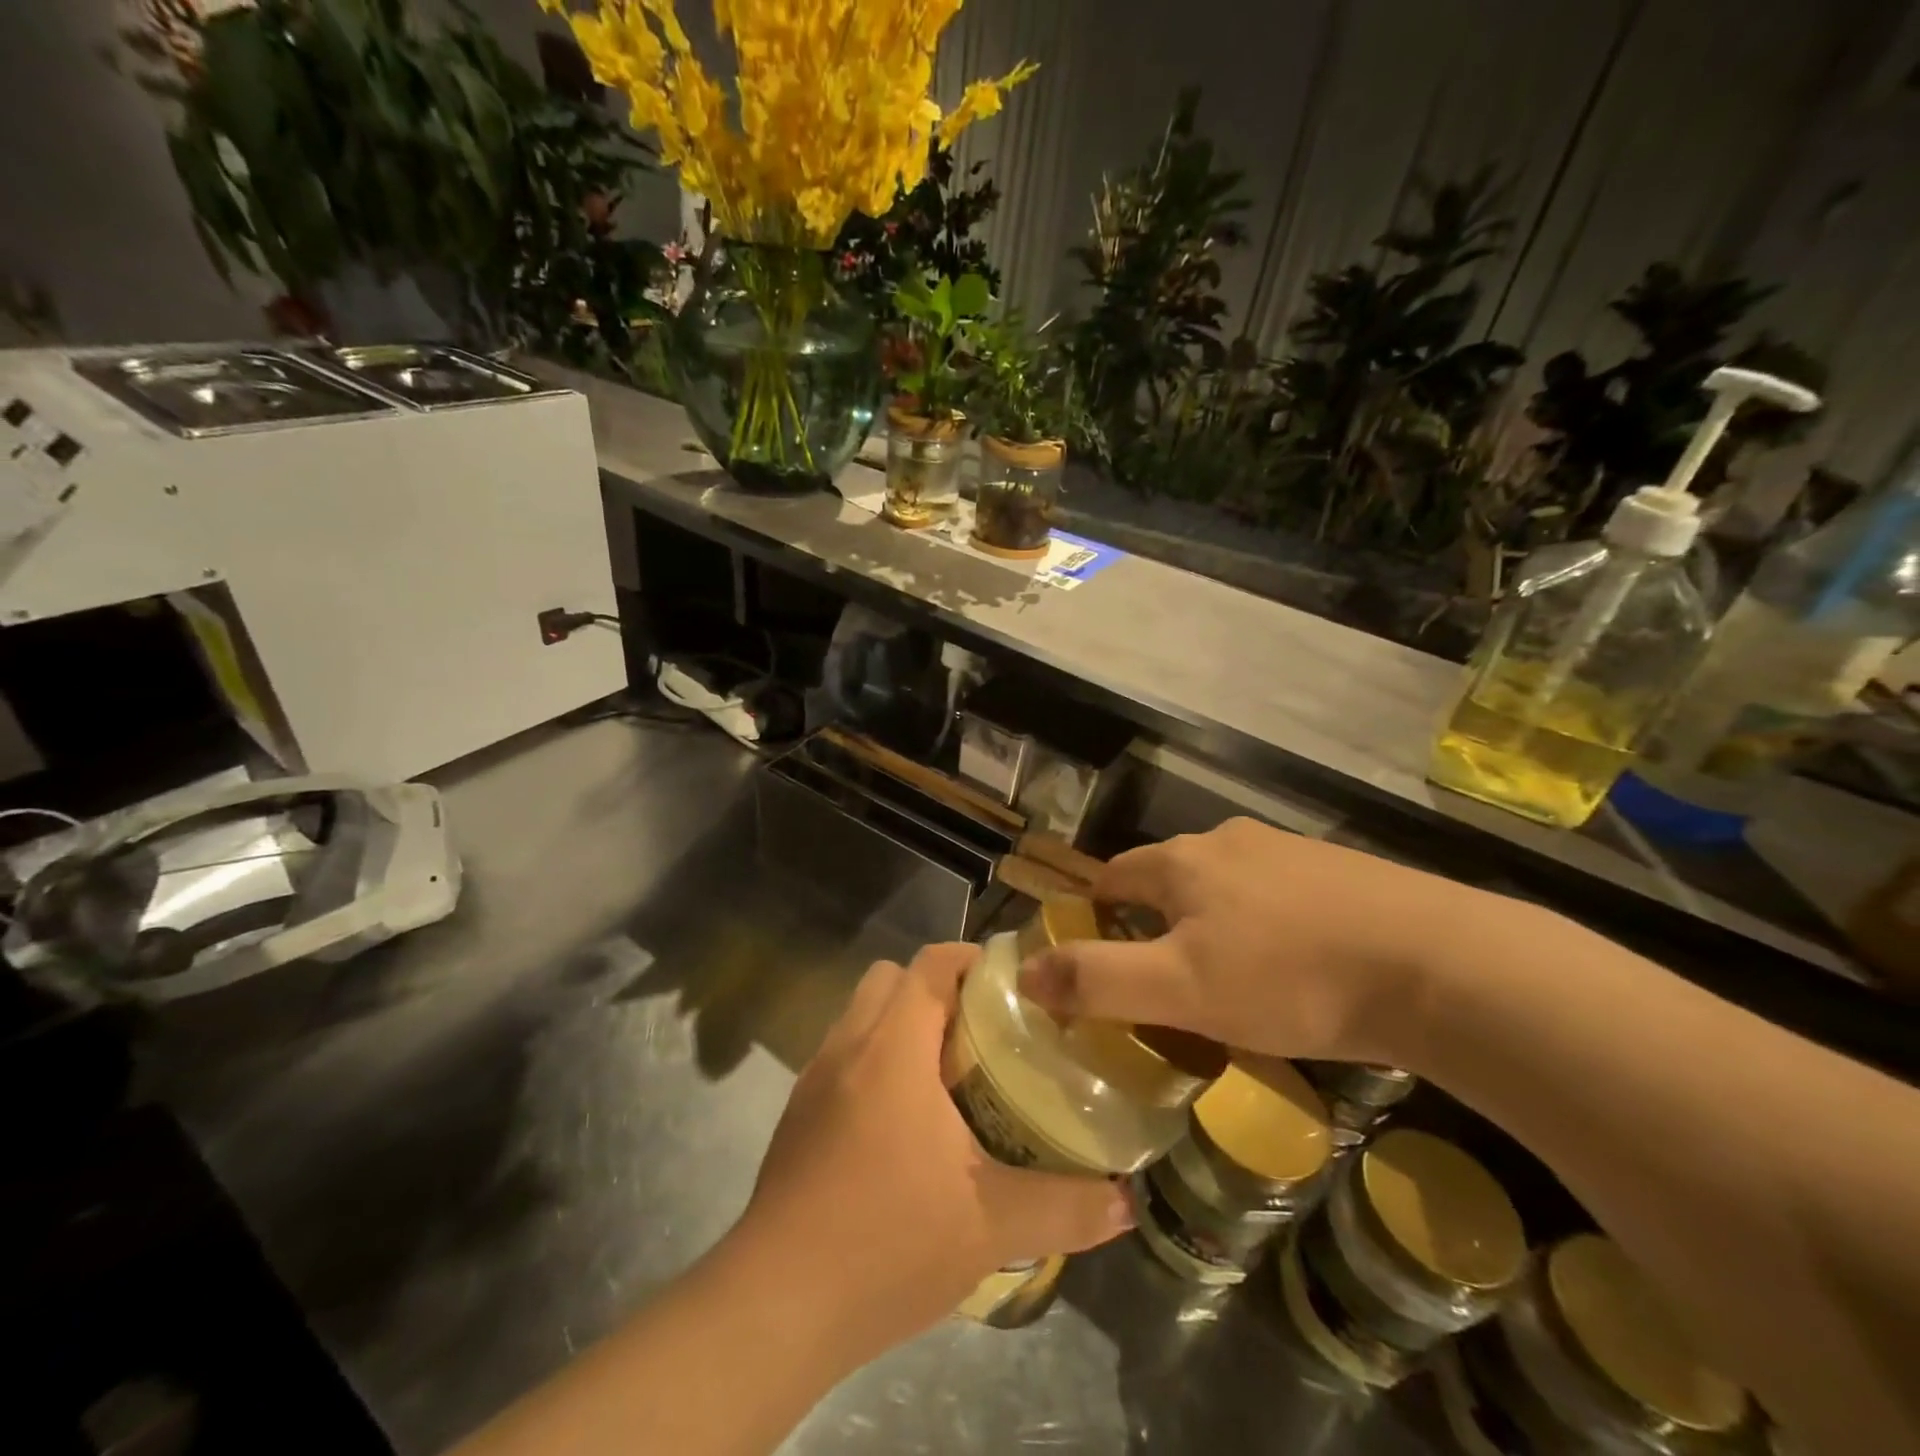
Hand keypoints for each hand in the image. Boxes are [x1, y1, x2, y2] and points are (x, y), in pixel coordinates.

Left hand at [737, 942, 1131, 1360]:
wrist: (776, 1306)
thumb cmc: (887, 1243)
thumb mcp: (991, 1227)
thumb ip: (1066, 1206)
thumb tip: (1127, 1200)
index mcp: (893, 1047)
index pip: (931, 963)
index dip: (973, 958)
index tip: (1015, 985)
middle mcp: (848, 1045)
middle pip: (892, 977)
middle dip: (938, 989)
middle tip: (986, 1032)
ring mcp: (815, 1078)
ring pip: (863, 1014)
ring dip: (904, 1024)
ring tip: (951, 1075)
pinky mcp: (797, 1113)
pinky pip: (844, 1054)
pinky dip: (877, 1060)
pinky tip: (905, 1122)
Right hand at [1018, 818, 1488, 1064]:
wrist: (1439, 966)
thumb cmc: (1290, 978)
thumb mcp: (1181, 990)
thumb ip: (1097, 980)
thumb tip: (1025, 973)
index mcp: (1182, 861)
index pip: (1113, 877)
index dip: (1095, 914)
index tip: (1097, 957)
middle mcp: (1229, 841)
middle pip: (1168, 878)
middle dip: (1154, 921)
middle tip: (1162, 980)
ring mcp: (1289, 850)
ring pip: (1225, 885)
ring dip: (1211, 921)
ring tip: (1227, 978)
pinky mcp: (1340, 871)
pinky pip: (1276, 895)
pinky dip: (1264, 923)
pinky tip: (1292, 964)